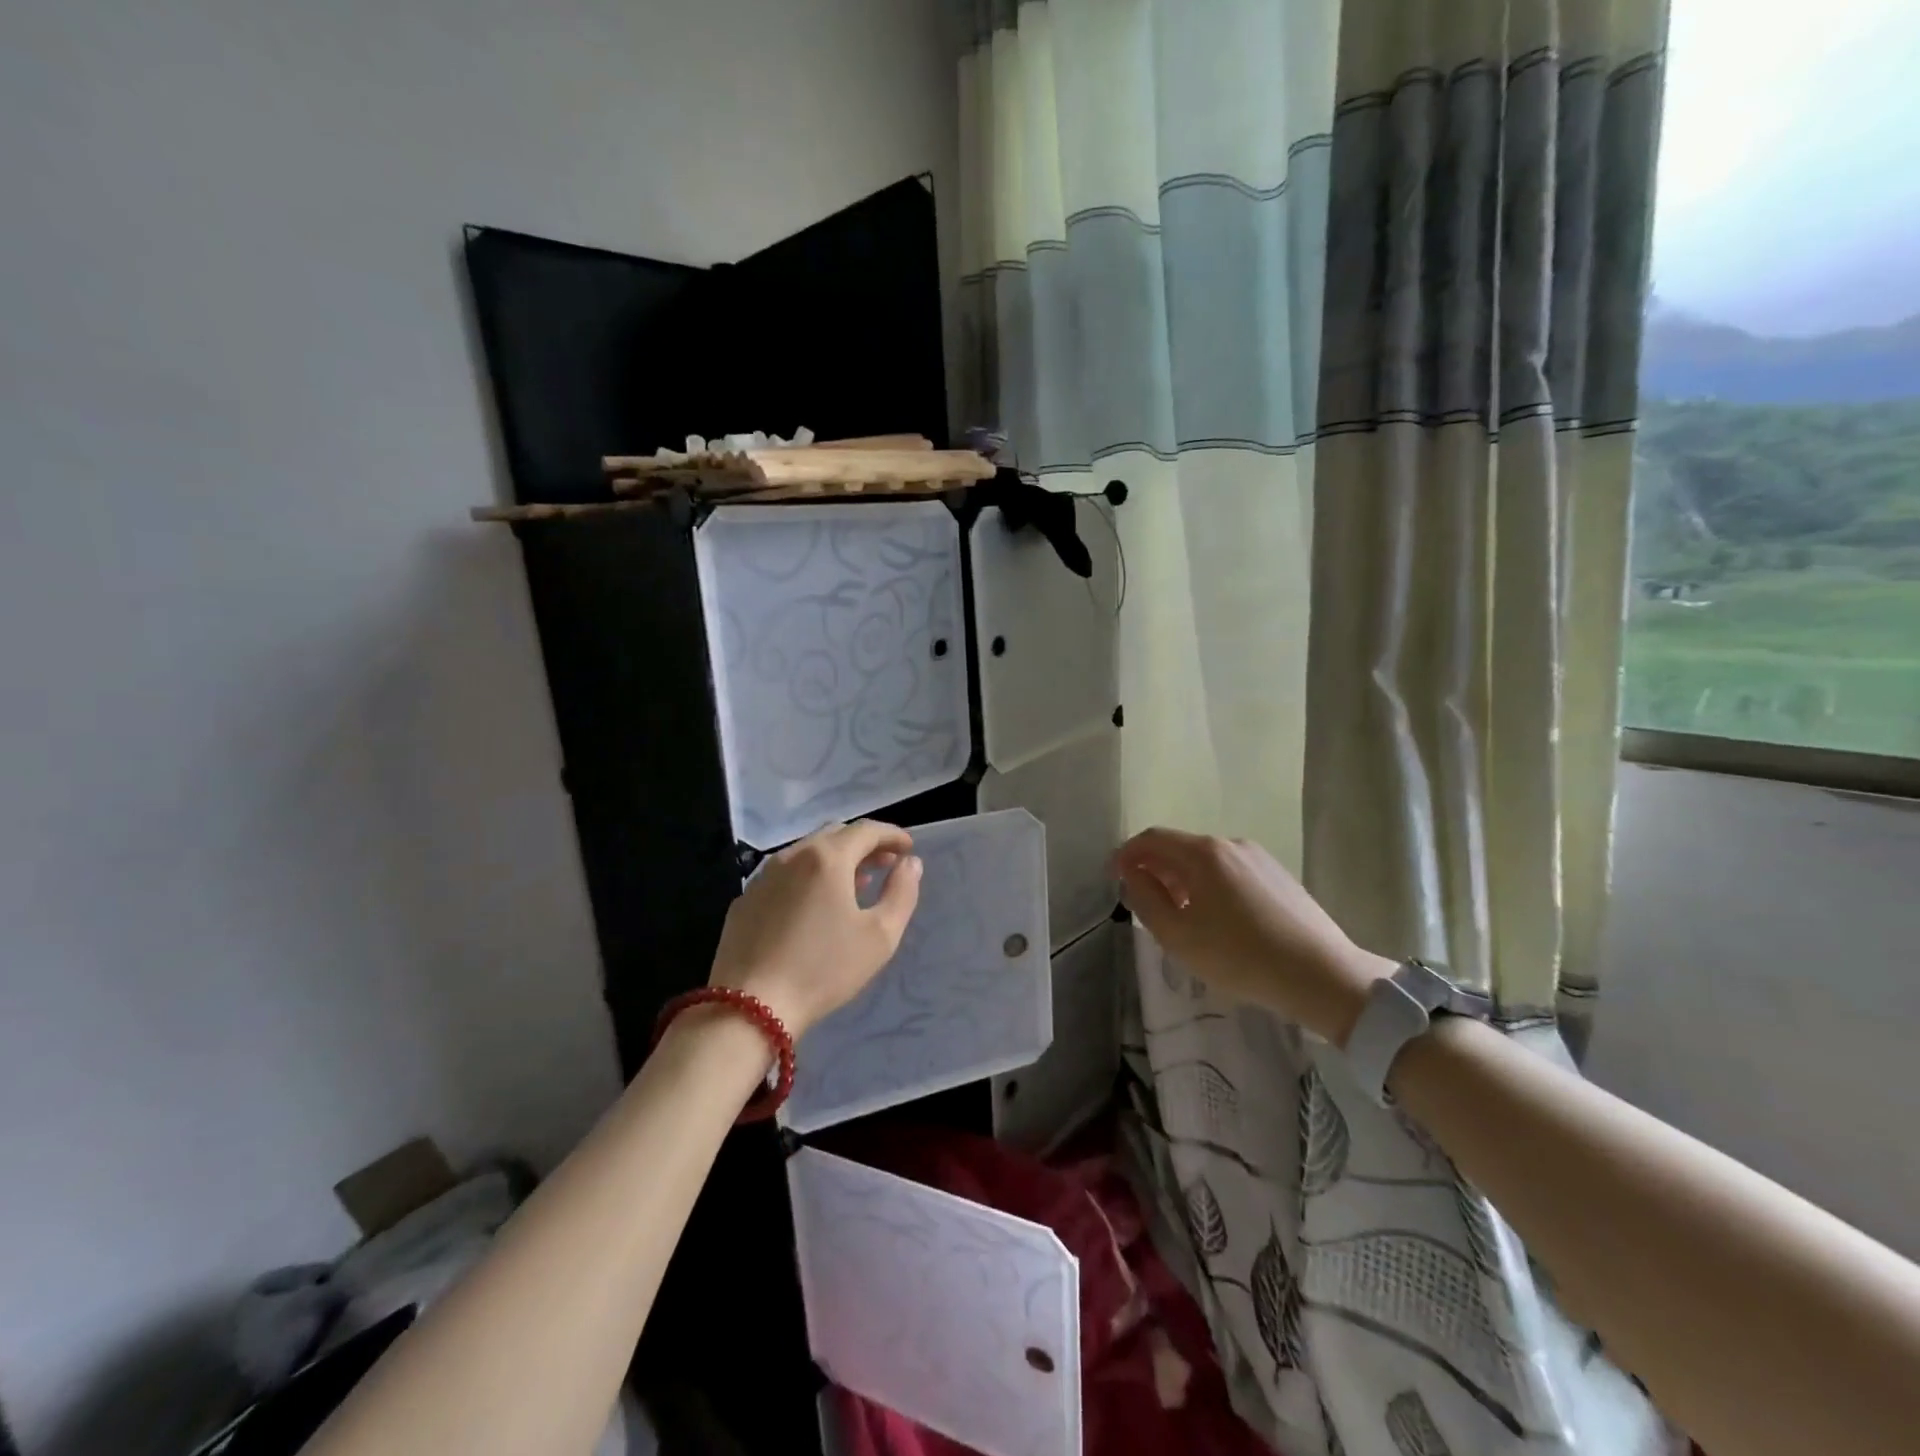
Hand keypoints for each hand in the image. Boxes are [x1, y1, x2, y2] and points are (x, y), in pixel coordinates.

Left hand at [708, 820, 923, 1037]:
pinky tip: (814, 905)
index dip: (892, 835)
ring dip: (835, 859)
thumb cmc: (823, 969)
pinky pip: (784, 874)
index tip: (908, 848)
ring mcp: (763, 876)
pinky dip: (808, 876)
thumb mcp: (879, 936)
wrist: (749, 1008)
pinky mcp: (745, 899)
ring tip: (855, 883)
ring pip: (807, 852)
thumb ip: (902, 892)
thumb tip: (910, 863)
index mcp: (828, 858)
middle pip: (835, 834)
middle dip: (864, 844)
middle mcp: (793, 855)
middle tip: (885, 864)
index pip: (867, 830)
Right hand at [1113, 827, 1391, 1044]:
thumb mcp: (1177, 935)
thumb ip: (1145, 898)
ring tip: (1180, 915)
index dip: (1126, 854)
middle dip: (1154, 868)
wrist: (1322, 975)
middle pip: (1179, 846)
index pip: (1151, 839)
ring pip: (1205, 860)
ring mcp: (1258, 857)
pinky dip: (1209, 884)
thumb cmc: (1239, 956)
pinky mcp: (1278, 874)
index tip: (1113, 877)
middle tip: (1144, 901)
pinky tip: (1217, 918)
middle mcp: (1229, 844)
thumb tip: (1132, 873)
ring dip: (1182, 878)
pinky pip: (1230, 871)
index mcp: (1202, 853)